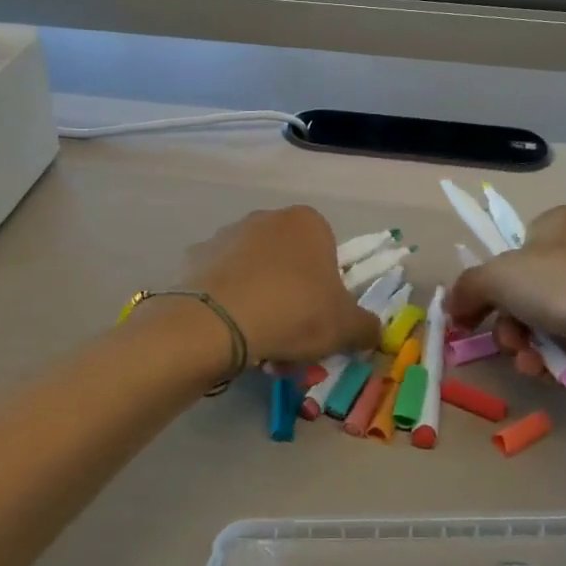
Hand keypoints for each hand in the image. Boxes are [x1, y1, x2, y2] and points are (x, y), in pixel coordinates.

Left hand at [180, 206, 380, 364]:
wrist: (218, 323)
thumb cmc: (294, 313)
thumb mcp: (346, 328)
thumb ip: (367, 327)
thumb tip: (371, 331)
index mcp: (308, 223)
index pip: (328, 253)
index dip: (328, 290)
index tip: (321, 320)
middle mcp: (266, 218)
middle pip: (289, 264)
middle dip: (293, 300)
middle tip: (292, 341)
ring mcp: (226, 234)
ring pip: (255, 274)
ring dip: (261, 305)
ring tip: (258, 347)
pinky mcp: (195, 257)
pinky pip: (222, 284)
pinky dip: (228, 304)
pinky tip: (228, 334)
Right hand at [448, 205, 565, 390]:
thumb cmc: (565, 284)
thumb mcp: (499, 275)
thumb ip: (467, 287)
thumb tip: (452, 306)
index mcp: (557, 224)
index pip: (510, 249)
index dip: (488, 282)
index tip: (472, 313)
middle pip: (523, 291)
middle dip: (507, 324)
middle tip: (507, 342)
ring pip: (542, 321)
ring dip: (525, 345)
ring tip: (529, 361)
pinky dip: (553, 357)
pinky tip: (550, 369)